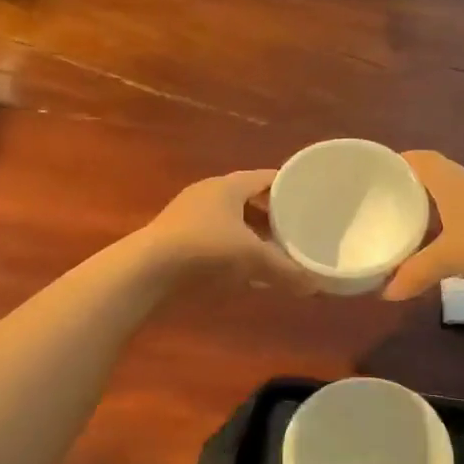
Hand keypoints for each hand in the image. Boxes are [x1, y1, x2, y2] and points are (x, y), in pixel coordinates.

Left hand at [141, 170, 319, 291]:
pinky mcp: (178, 238)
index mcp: (228, 186)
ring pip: (231, 221)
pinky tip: (244, 270)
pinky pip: (216, 238)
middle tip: (297, 231)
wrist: (147, 270)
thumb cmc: (205, 249)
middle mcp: (209, 194)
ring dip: (252, 235)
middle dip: (273, 216)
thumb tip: (316, 285)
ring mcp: (189, 215)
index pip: (267, 178)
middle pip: (249, 199)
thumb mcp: (252, 258)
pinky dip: (233, 249)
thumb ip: (286, 270)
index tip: (311, 202)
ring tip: (275, 252)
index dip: (290, 188)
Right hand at [382, 151, 463, 299]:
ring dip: (432, 215)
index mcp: (452, 184)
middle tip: (383, 207)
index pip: (421, 161)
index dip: (399, 162)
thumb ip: (417, 273)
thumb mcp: (450, 257)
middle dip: (411, 191)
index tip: (376, 171)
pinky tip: (442, 254)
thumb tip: (386, 293)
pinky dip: (452, 236)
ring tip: (407, 232)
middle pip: (435, 181)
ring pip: (453, 206)